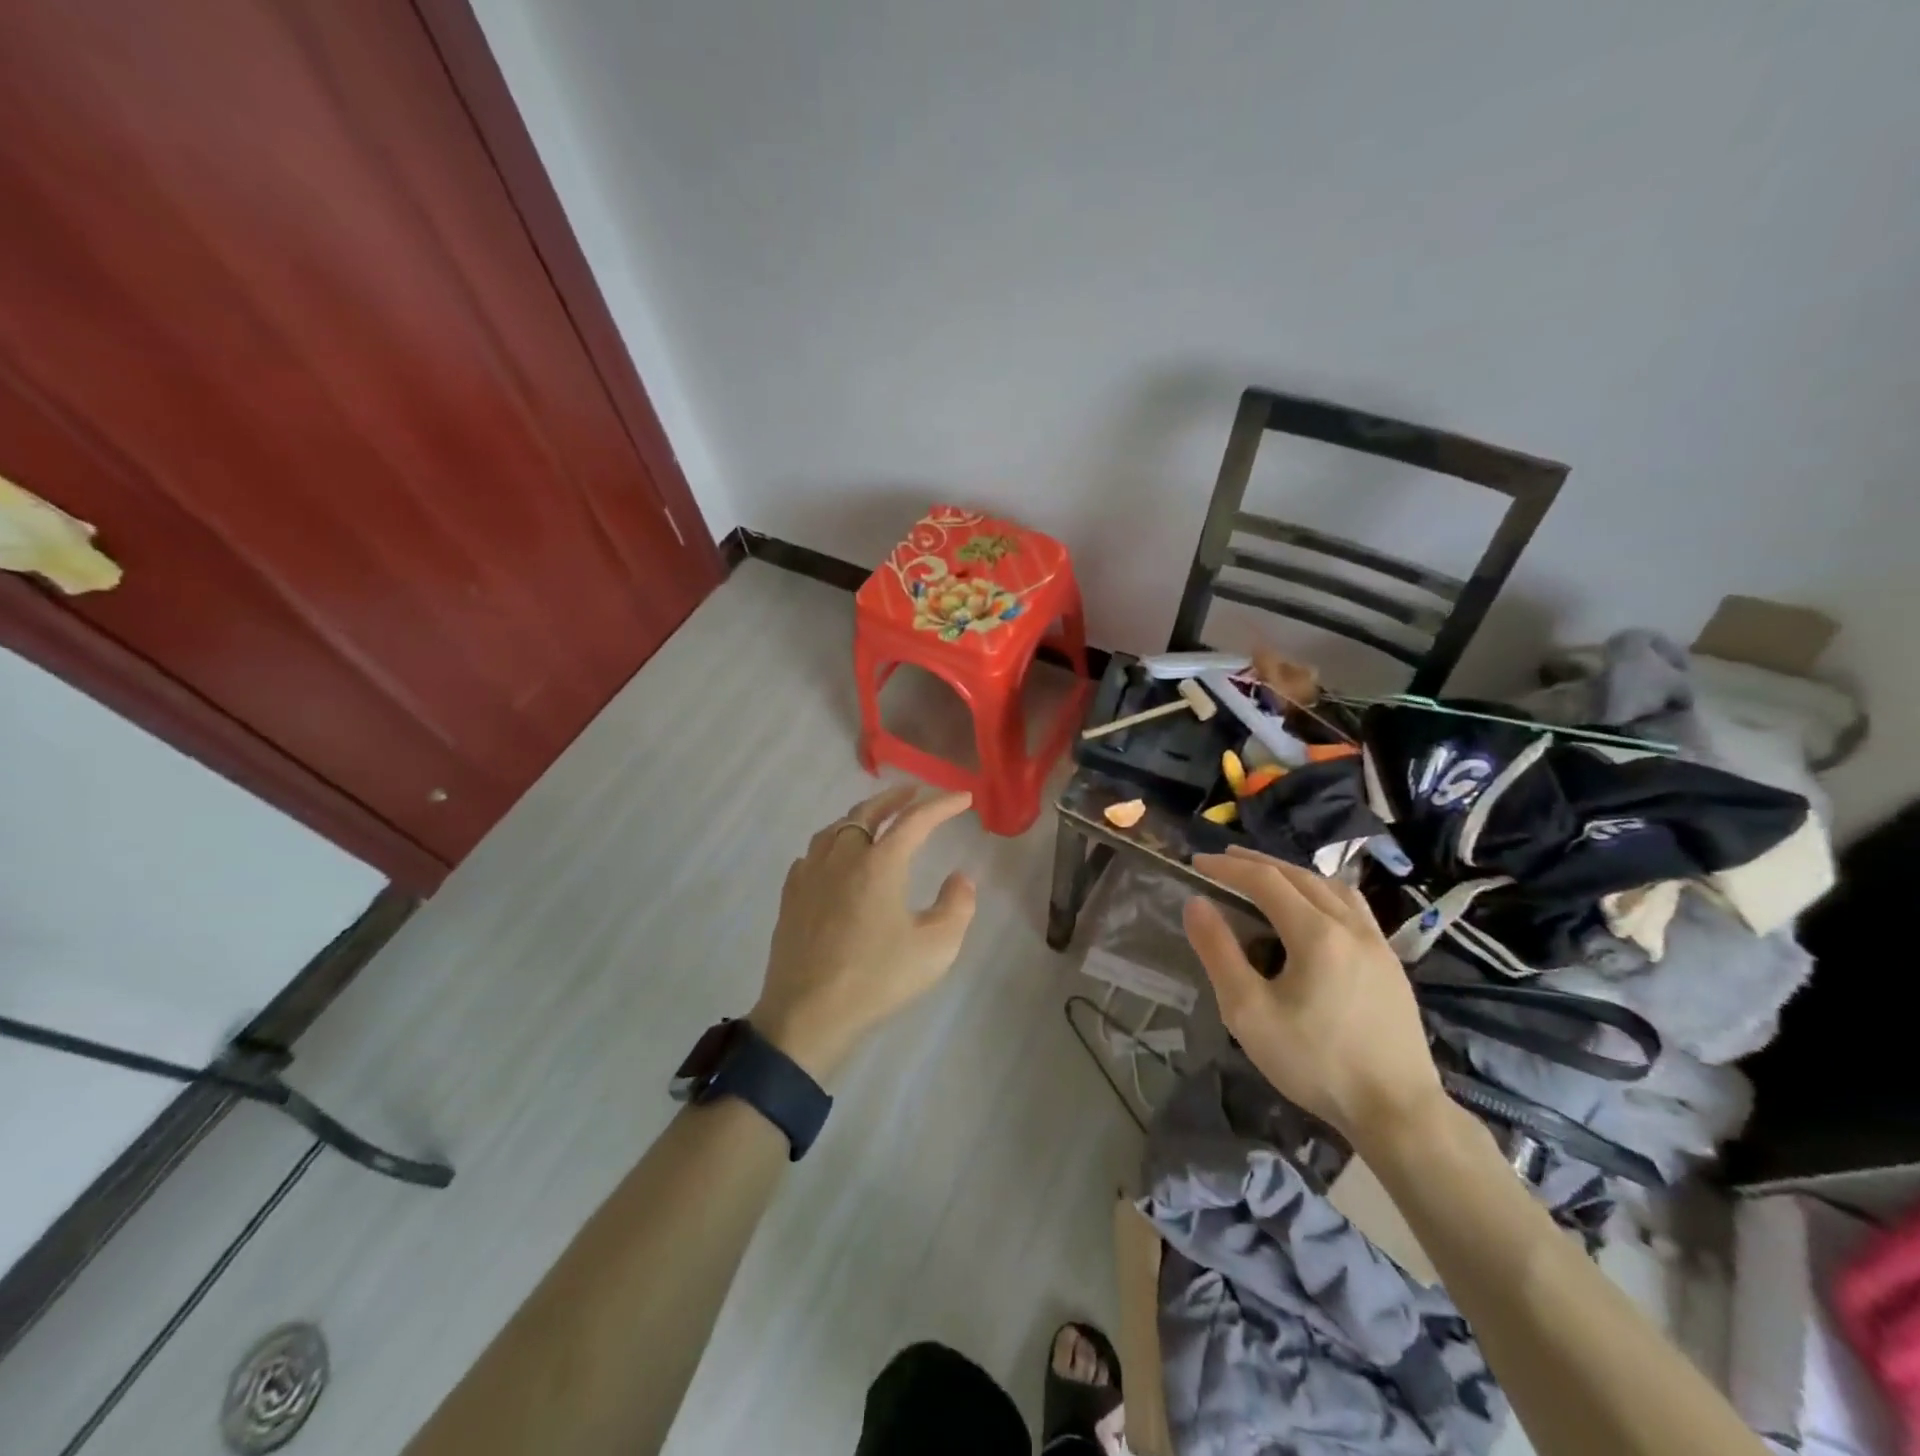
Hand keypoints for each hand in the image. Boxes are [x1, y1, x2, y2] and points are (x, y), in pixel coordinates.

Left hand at [750, 786, 977, 1081]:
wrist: (807, 1015)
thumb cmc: (877, 980)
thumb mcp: (936, 948)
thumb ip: (957, 906)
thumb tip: (961, 877)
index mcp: (880, 864)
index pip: (916, 820)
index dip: (942, 805)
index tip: (963, 798)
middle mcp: (843, 857)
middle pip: (869, 811)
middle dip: (896, 798)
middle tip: (915, 792)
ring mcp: (811, 874)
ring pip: (837, 828)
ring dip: (861, 816)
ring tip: (876, 819)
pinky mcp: (791, 895)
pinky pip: (814, 853)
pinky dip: (833, 843)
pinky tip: (836, 857)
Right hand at [1183, 847, 1443, 1145]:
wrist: (1398, 1111)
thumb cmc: (1315, 1062)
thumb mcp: (1248, 1012)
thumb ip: (1219, 952)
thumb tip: (1196, 904)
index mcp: (1316, 933)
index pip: (1265, 881)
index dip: (1228, 867)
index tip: (1197, 862)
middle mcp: (1350, 926)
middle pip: (1299, 876)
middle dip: (1257, 863)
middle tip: (1223, 859)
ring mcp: (1377, 943)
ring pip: (1331, 887)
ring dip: (1293, 874)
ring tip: (1267, 875)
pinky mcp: (1391, 964)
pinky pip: (1353, 907)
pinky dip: (1323, 892)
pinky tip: (1316, 909)